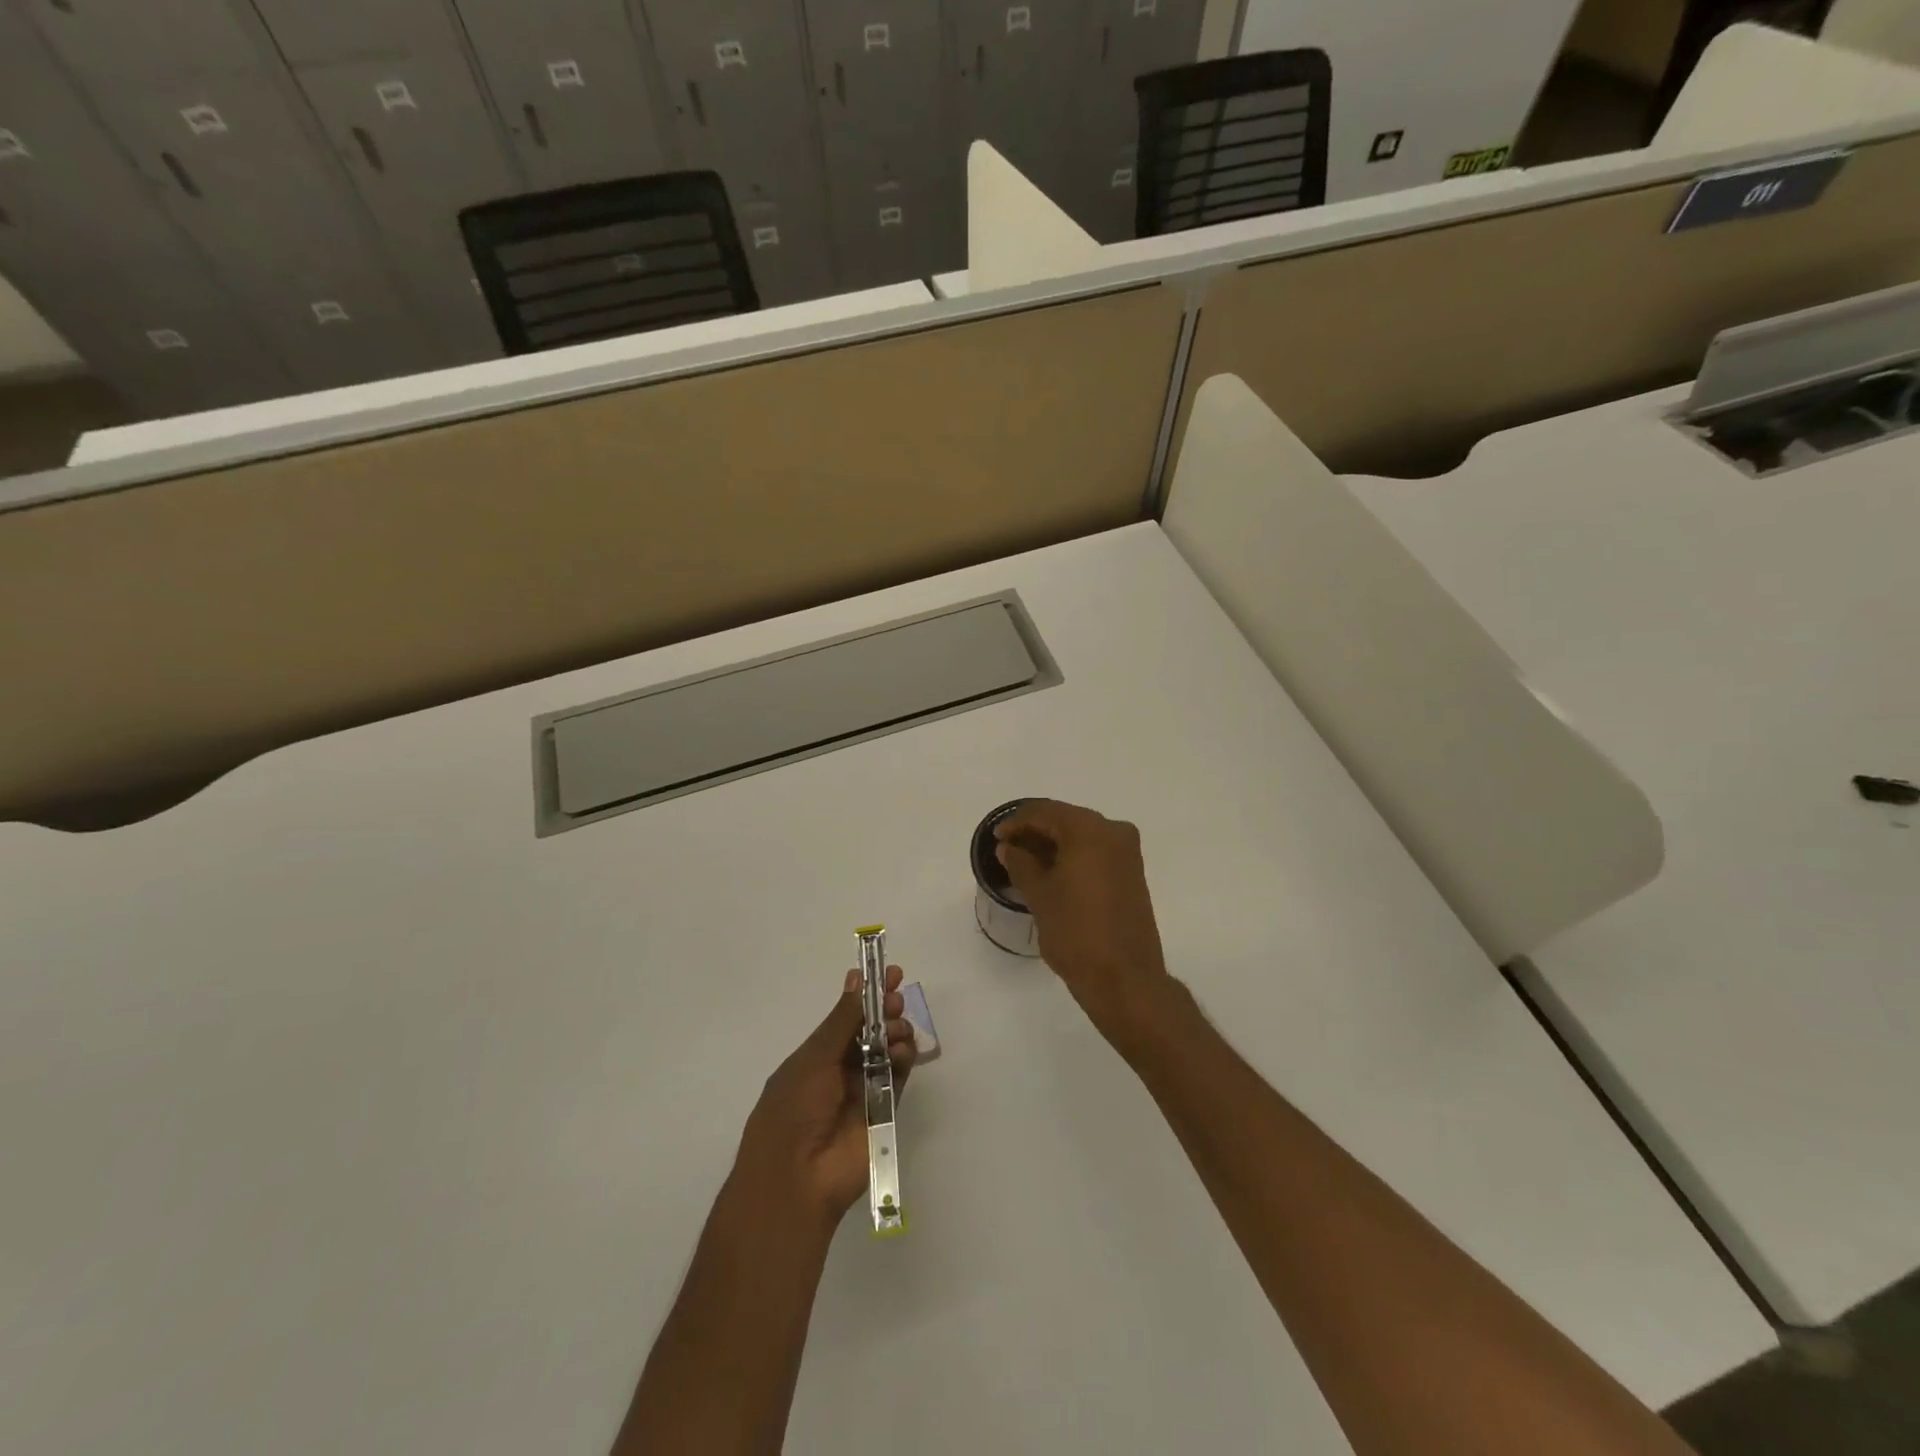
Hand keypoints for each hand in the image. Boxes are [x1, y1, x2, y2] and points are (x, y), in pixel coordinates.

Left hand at [735, 965, 916, 1229]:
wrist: (797, 1179)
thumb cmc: (793, 1110)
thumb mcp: (814, 1059)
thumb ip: (842, 1021)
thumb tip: (857, 979)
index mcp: (815, 1058)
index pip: (845, 1018)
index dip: (866, 995)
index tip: (887, 973)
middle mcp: (839, 1071)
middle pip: (869, 1032)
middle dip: (885, 1009)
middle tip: (897, 997)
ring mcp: (862, 1092)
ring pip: (886, 1051)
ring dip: (895, 1031)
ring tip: (897, 1027)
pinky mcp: (883, 1112)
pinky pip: (898, 1078)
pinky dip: (904, 1059)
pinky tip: (904, 1047)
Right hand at [995, 799, 1174, 1041]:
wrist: (1124, 978)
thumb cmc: (1076, 932)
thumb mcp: (1040, 895)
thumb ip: (1020, 863)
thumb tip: (1008, 847)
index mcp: (1090, 830)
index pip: (1045, 812)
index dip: (1016, 822)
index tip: (996, 838)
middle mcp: (1114, 832)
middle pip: (1065, 820)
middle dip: (1034, 832)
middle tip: (1007, 849)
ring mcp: (1127, 853)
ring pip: (1081, 837)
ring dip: (1052, 845)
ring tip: (1023, 863)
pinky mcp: (1131, 874)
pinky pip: (1095, 853)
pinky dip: (1071, 857)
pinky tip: (1049, 873)